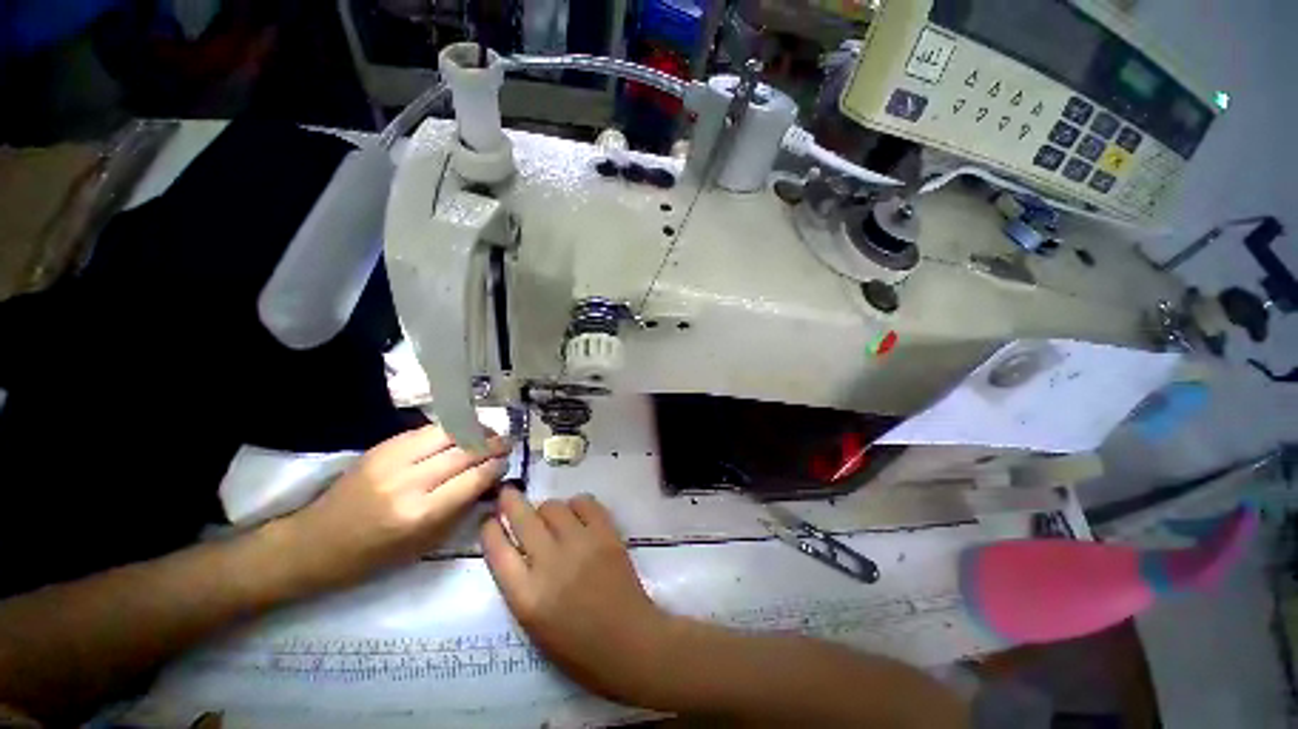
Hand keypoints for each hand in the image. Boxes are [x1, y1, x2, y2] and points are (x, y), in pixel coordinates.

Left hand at [284, 425, 508, 588]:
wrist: (316, 542)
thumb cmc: (373, 555)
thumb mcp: (424, 545)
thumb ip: (460, 510)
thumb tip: (488, 481)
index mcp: (420, 514)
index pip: (473, 478)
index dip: (495, 467)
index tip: (506, 462)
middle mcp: (408, 482)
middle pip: (464, 451)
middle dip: (492, 444)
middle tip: (505, 444)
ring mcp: (392, 460)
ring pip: (448, 433)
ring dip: (474, 430)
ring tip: (488, 433)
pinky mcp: (381, 447)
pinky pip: (426, 430)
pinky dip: (450, 429)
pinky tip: (461, 432)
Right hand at [481, 489, 676, 703]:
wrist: (629, 643)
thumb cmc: (579, 649)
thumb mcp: (534, 626)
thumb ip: (521, 586)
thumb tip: (517, 549)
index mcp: (527, 597)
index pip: (497, 551)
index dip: (490, 531)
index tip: (489, 520)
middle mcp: (550, 563)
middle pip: (523, 519)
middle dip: (510, 502)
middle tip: (508, 493)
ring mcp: (580, 544)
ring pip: (553, 506)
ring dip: (546, 509)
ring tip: (551, 517)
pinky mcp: (606, 533)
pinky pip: (585, 503)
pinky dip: (577, 504)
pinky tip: (578, 514)